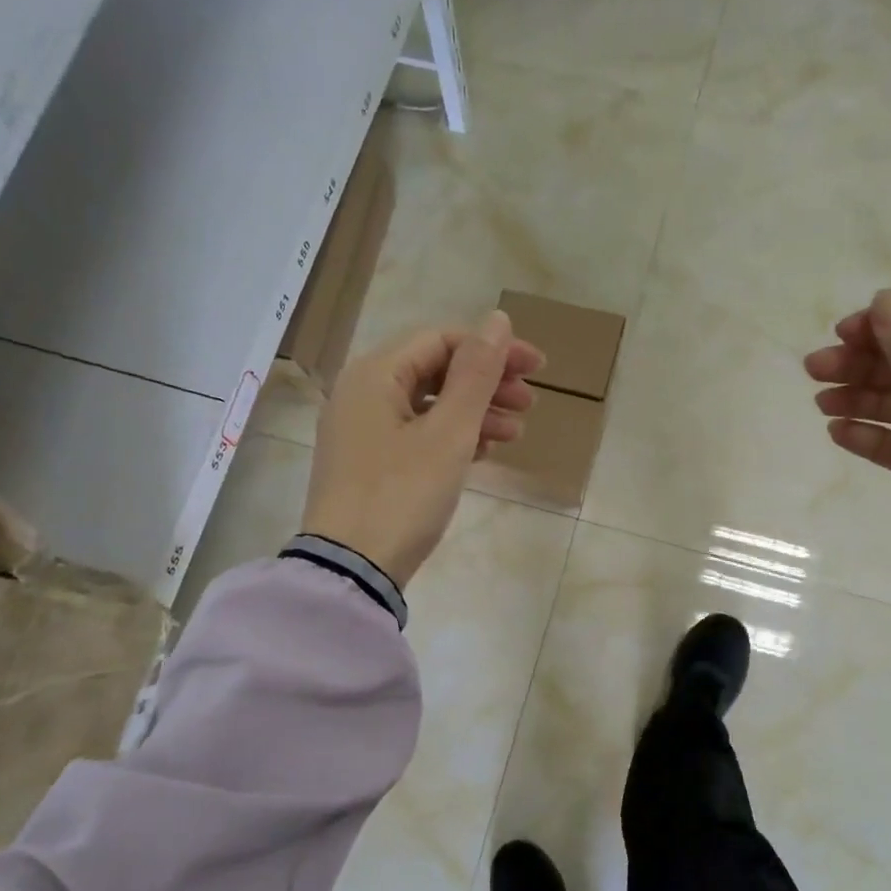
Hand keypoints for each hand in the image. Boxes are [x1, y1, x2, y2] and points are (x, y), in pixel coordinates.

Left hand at [302, 311, 543, 587]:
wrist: (352, 570)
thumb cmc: (402, 494)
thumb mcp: (449, 433)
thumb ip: (476, 374)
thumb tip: (497, 320)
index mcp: (374, 374)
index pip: (442, 340)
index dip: (493, 349)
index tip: (537, 370)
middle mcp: (362, 393)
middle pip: (435, 370)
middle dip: (487, 384)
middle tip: (530, 404)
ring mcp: (362, 430)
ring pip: (429, 404)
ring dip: (475, 413)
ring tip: (514, 435)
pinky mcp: (369, 463)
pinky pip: (417, 433)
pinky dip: (452, 437)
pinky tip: (482, 454)